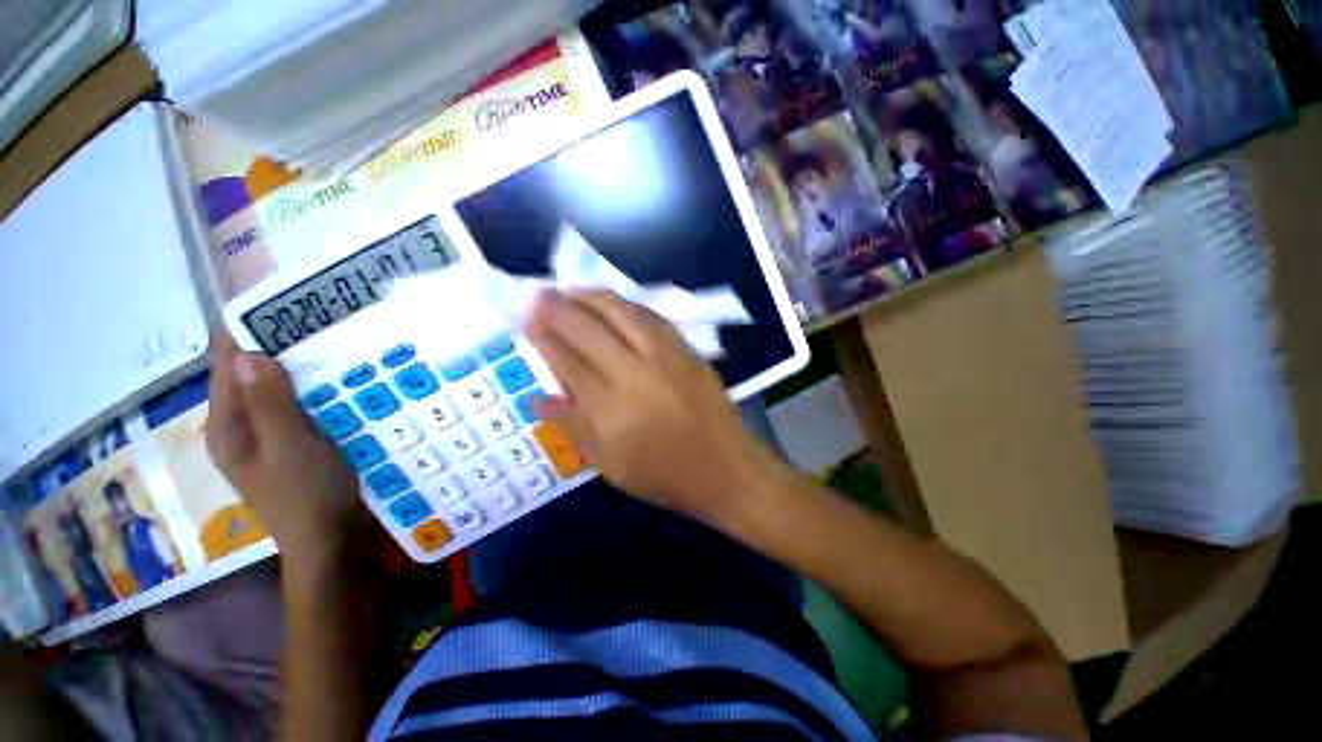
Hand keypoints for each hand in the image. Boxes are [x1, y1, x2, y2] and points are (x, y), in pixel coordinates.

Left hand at [206, 334, 365, 561]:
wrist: (331, 540)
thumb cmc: (308, 496)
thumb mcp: (291, 448)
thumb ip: (269, 403)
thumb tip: (246, 352)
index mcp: (228, 424)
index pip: (227, 361)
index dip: (249, 329)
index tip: (287, 303)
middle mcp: (241, 424)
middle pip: (253, 371)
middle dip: (283, 344)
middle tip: (326, 320)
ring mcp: (269, 434)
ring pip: (280, 386)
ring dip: (304, 366)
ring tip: (340, 342)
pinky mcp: (294, 441)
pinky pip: (300, 403)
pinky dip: (318, 388)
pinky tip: (346, 380)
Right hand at [523, 290, 779, 528]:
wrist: (727, 470)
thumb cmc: (665, 476)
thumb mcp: (610, 466)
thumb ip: (573, 427)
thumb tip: (538, 398)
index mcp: (611, 408)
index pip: (568, 362)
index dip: (545, 337)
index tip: (528, 317)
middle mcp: (636, 373)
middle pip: (591, 330)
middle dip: (561, 308)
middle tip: (541, 293)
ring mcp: (667, 357)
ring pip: (623, 314)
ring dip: (593, 297)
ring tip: (572, 289)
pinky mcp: (688, 351)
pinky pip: (653, 317)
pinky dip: (628, 305)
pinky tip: (615, 302)